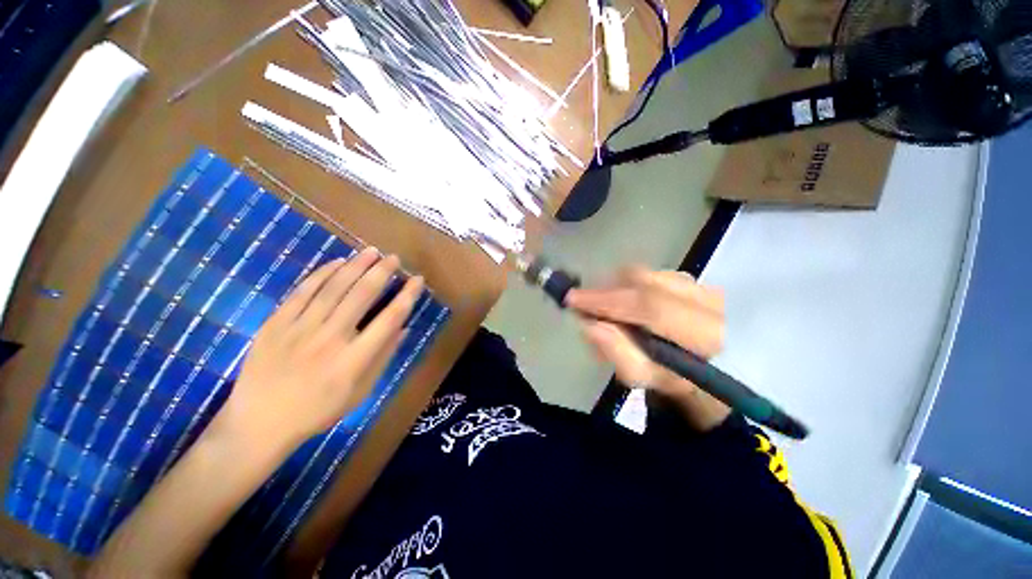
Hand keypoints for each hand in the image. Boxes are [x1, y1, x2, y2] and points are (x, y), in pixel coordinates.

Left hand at [216, 248, 423, 447]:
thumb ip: (383, 358)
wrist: (259, 423)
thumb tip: (404, 328)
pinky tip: (337, 262)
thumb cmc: (317, 411)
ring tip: (371, 251)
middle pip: (361, 296)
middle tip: (394, 258)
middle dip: (381, 272)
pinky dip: (322, 274)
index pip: (389, 319)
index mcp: (353, 360)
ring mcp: (299, 329)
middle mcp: (329, 339)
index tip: (417, 280)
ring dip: (355, 266)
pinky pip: (302, 292)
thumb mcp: (360, 392)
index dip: (406, 296)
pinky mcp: (275, 324)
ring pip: (333, 288)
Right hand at [566, 266, 729, 429]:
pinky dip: (629, 283)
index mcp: (704, 334)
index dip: (606, 300)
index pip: (648, 306)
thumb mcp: (642, 375)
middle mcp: (709, 301)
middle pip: (644, 281)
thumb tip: (589, 324)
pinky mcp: (694, 279)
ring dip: (616, 287)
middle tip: (585, 303)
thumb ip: (617, 352)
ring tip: (605, 308)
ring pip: (646, 274)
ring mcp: (702, 285)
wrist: (705, 369)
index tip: (573, 299)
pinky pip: (650, 273)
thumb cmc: (671, 378)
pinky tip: (624, 301)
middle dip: (607, 290)